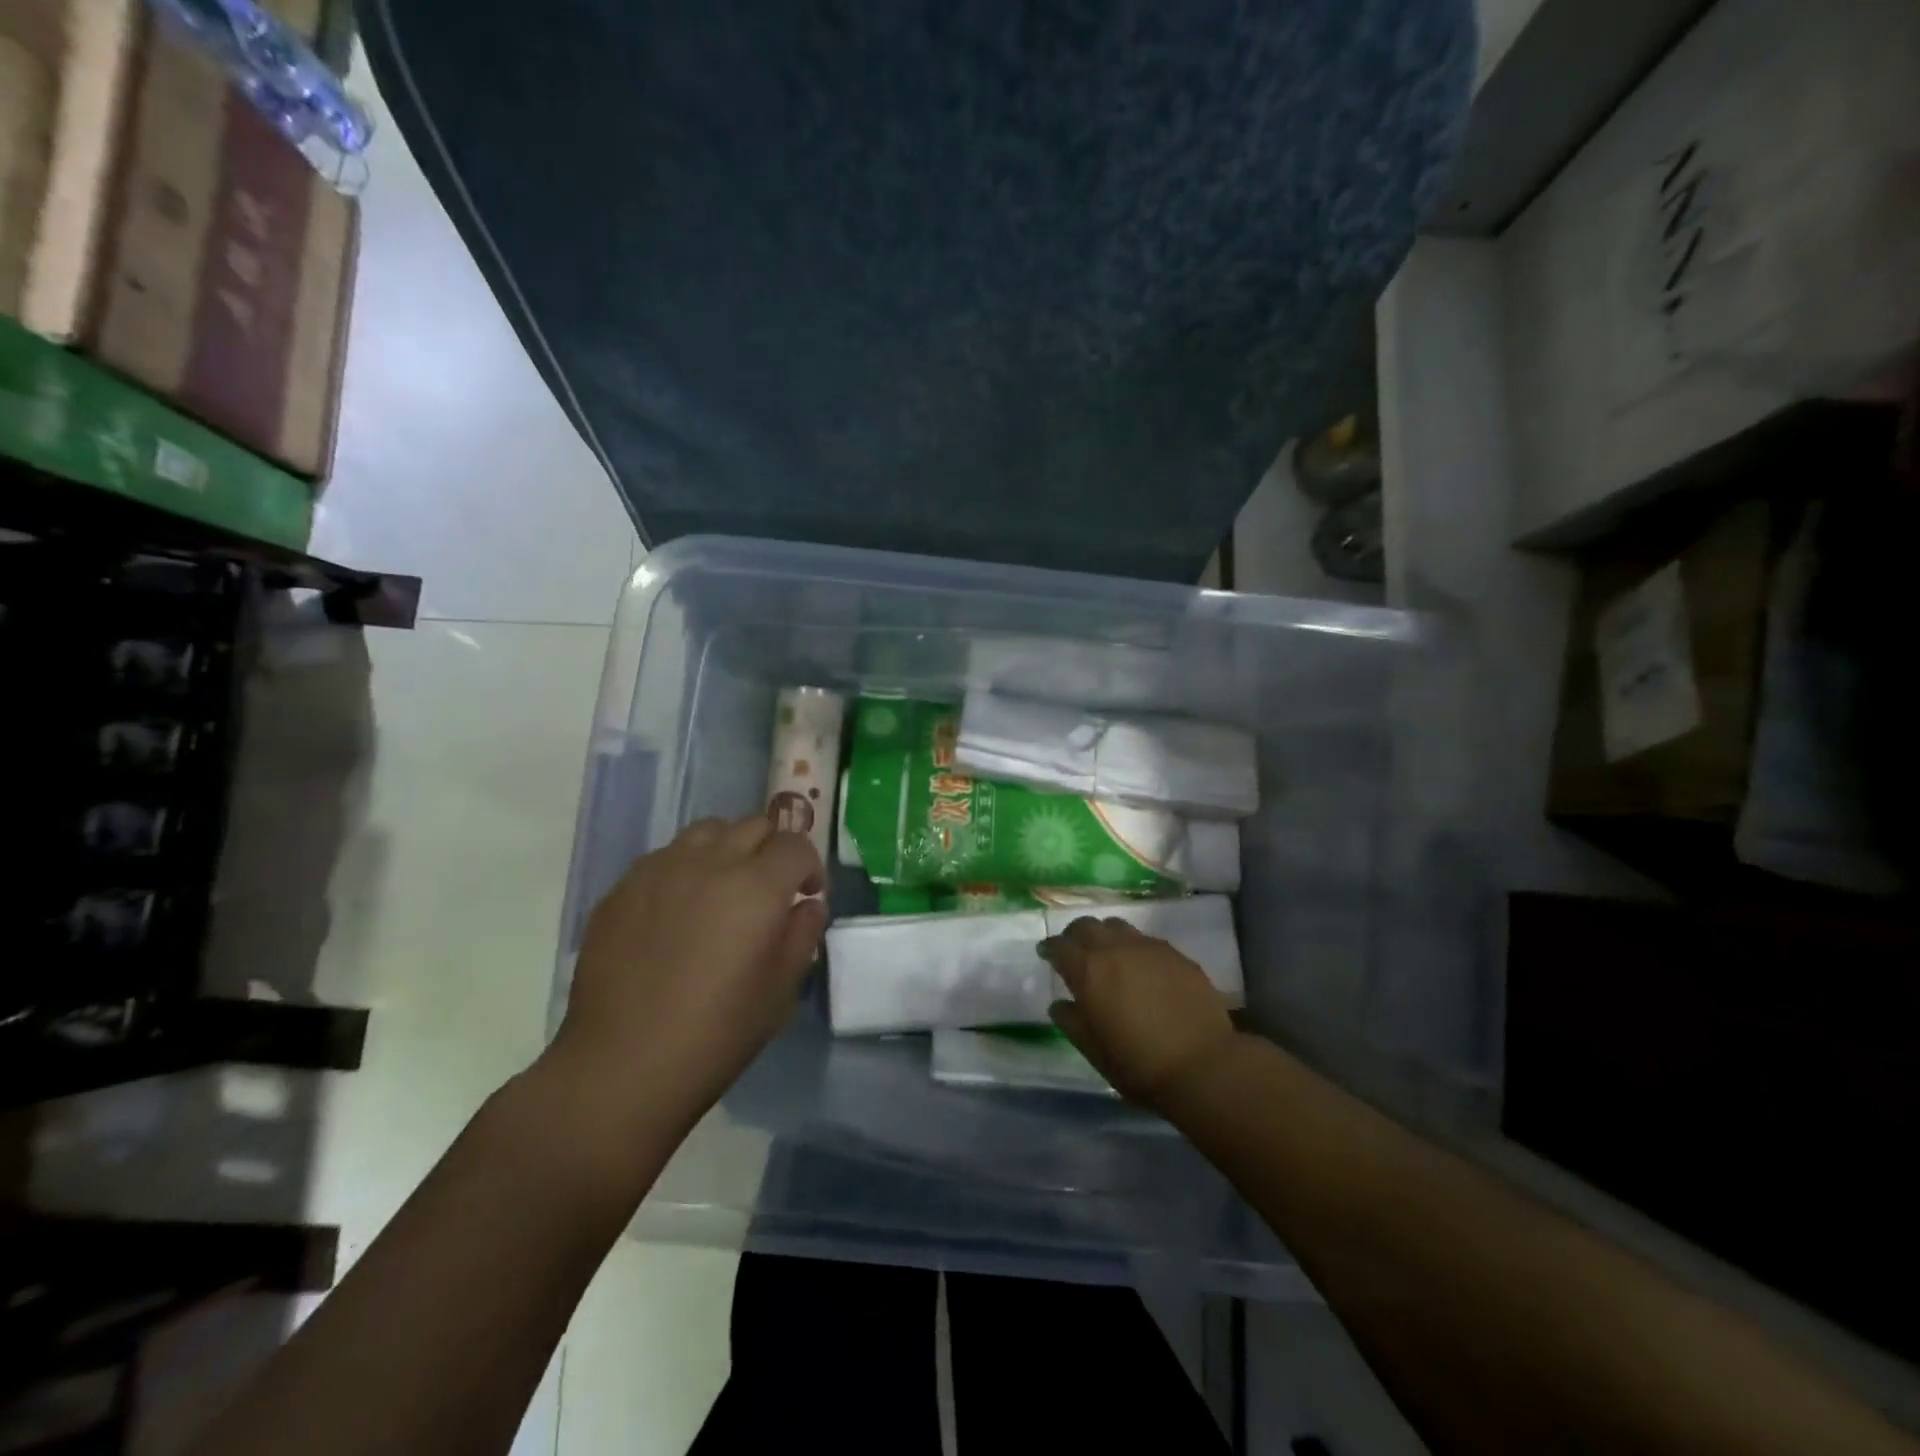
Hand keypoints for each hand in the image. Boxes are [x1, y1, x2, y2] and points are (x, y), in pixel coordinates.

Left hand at [548, 816, 825, 1134]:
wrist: (623, 1065)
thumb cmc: (717, 1033)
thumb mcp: (781, 990)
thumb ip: (803, 934)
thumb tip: (807, 904)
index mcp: (757, 886)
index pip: (795, 845)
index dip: (809, 866)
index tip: (806, 895)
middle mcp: (710, 863)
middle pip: (753, 825)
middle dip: (771, 850)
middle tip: (769, 890)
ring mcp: (660, 870)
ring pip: (707, 831)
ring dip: (727, 849)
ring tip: (722, 888)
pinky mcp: (622, 888)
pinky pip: (664, 857)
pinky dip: (685, 868)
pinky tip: (677, 910)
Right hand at [1040, 917, 1236, 1109]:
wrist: (1203, 1065)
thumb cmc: (1139, 1064)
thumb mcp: (1094, 1051)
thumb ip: (1072, 1023)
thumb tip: (1059, 1005)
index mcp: (1089, 971)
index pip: (1060, 946)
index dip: (1050, 948)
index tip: (1046, 953)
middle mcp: (1115, 949)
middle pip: (1087, 926)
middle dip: (1075, 934)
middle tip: (1073, 949)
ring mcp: (1149, 947)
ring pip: (1118, 926)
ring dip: (1105, 935)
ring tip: (1107, 953)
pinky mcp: (1176, 954)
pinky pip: (1146, 940)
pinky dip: (1134, 947)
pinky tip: (1141, 967)